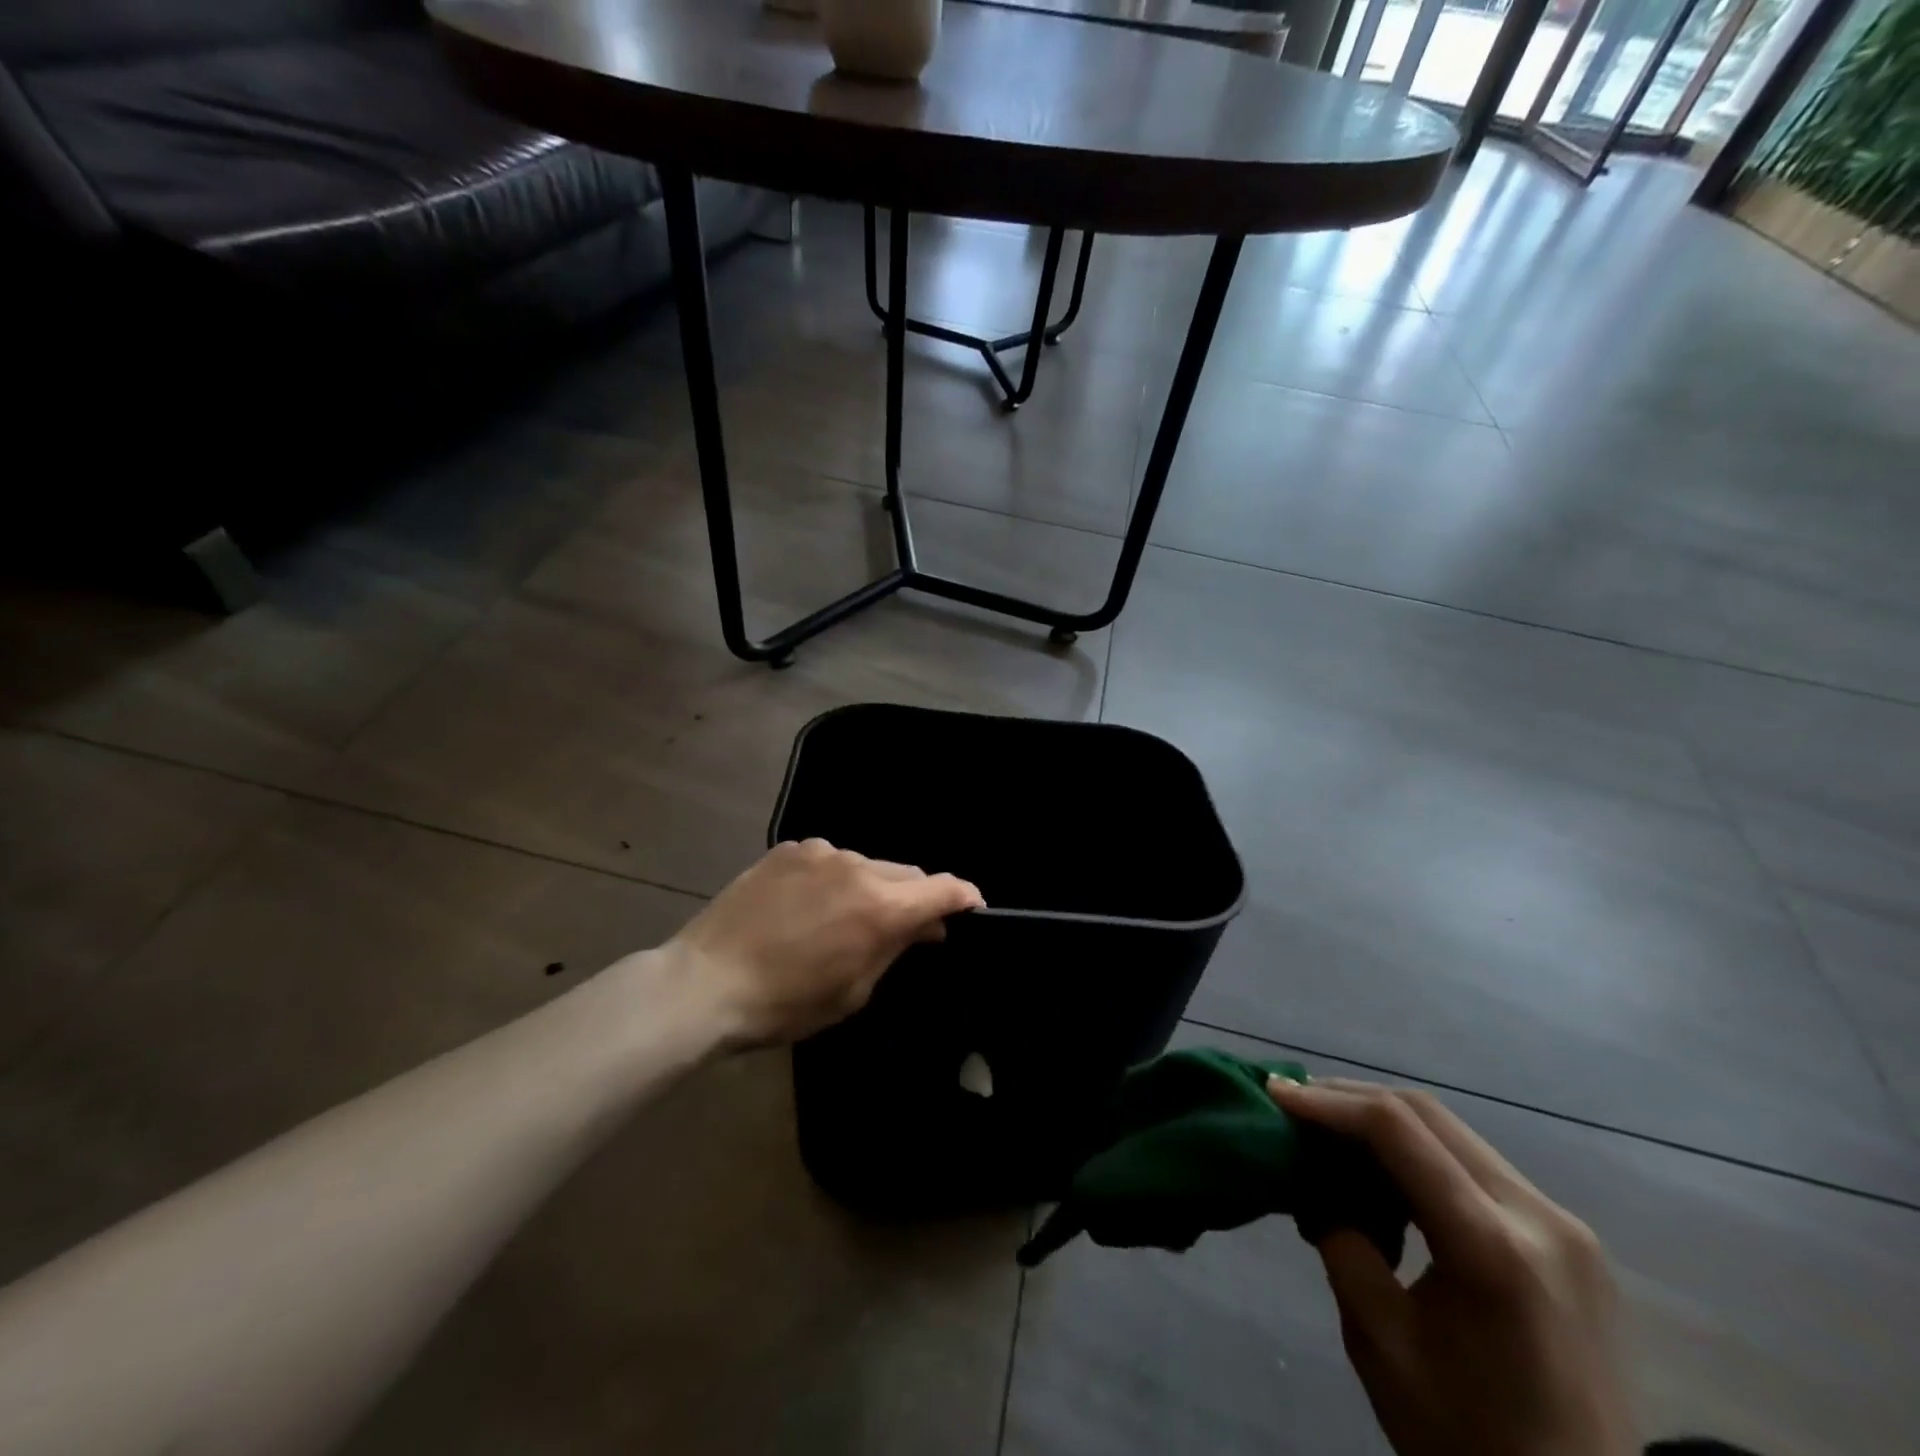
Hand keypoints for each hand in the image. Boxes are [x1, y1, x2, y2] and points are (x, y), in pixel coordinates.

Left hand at [665, 838, 983, 1047]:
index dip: (964, 898)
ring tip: (848, 916)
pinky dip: (836, 877)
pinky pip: (830, 859)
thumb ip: (896, 949)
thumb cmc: (786, 1003)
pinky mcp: (789, 849)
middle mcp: (858, 867)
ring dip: (873, 887)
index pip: (944, 889)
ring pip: (868, 865)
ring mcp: (821, 852)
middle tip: (907, 927)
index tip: (971, 909)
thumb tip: (927, 927)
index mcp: (881, 907)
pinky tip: (811, 903)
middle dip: (916, 897)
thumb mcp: (853, 990)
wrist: (706, 982)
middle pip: (908, 873)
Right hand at [1268, 1078, 1635, 1455]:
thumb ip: (1341, 1242)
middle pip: (1427, 1114)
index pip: (1396, 1130)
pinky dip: (1419, 1152)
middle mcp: (1539, 1217)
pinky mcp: (1569, 1238)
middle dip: (1350, 1098)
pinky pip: (1476, 1164)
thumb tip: (1310, 1178)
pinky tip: (1383, 1170)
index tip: (1274, 1092)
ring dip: (1384, 1120)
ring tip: (1328, 1131)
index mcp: (1493, 1248)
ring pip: (1452, 1131)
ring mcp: (1564, 1225)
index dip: (1327, 1102)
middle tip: (1295, 1102)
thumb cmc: (1470, 1440)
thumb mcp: (1379, 1342)